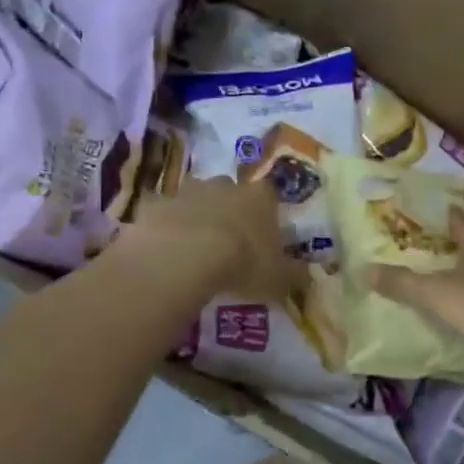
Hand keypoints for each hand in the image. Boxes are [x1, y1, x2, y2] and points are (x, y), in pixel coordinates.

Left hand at [126, 177, 304, 303]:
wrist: (183, 257)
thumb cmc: (242, 263)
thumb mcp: (278, 278)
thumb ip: (295, 275)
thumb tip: (308, 275)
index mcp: (259, 198)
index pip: (269, 196)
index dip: (266, 214)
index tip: (263, 234)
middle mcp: (225, 186)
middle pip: (230, 191)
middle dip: (229, 210)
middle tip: (228, 240)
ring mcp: (187, 191)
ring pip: (195, 197)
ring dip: (196, 214)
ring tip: (194, 244)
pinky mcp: (154, 204)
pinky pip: (162, 212)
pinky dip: (164, 225)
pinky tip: (164, 248)